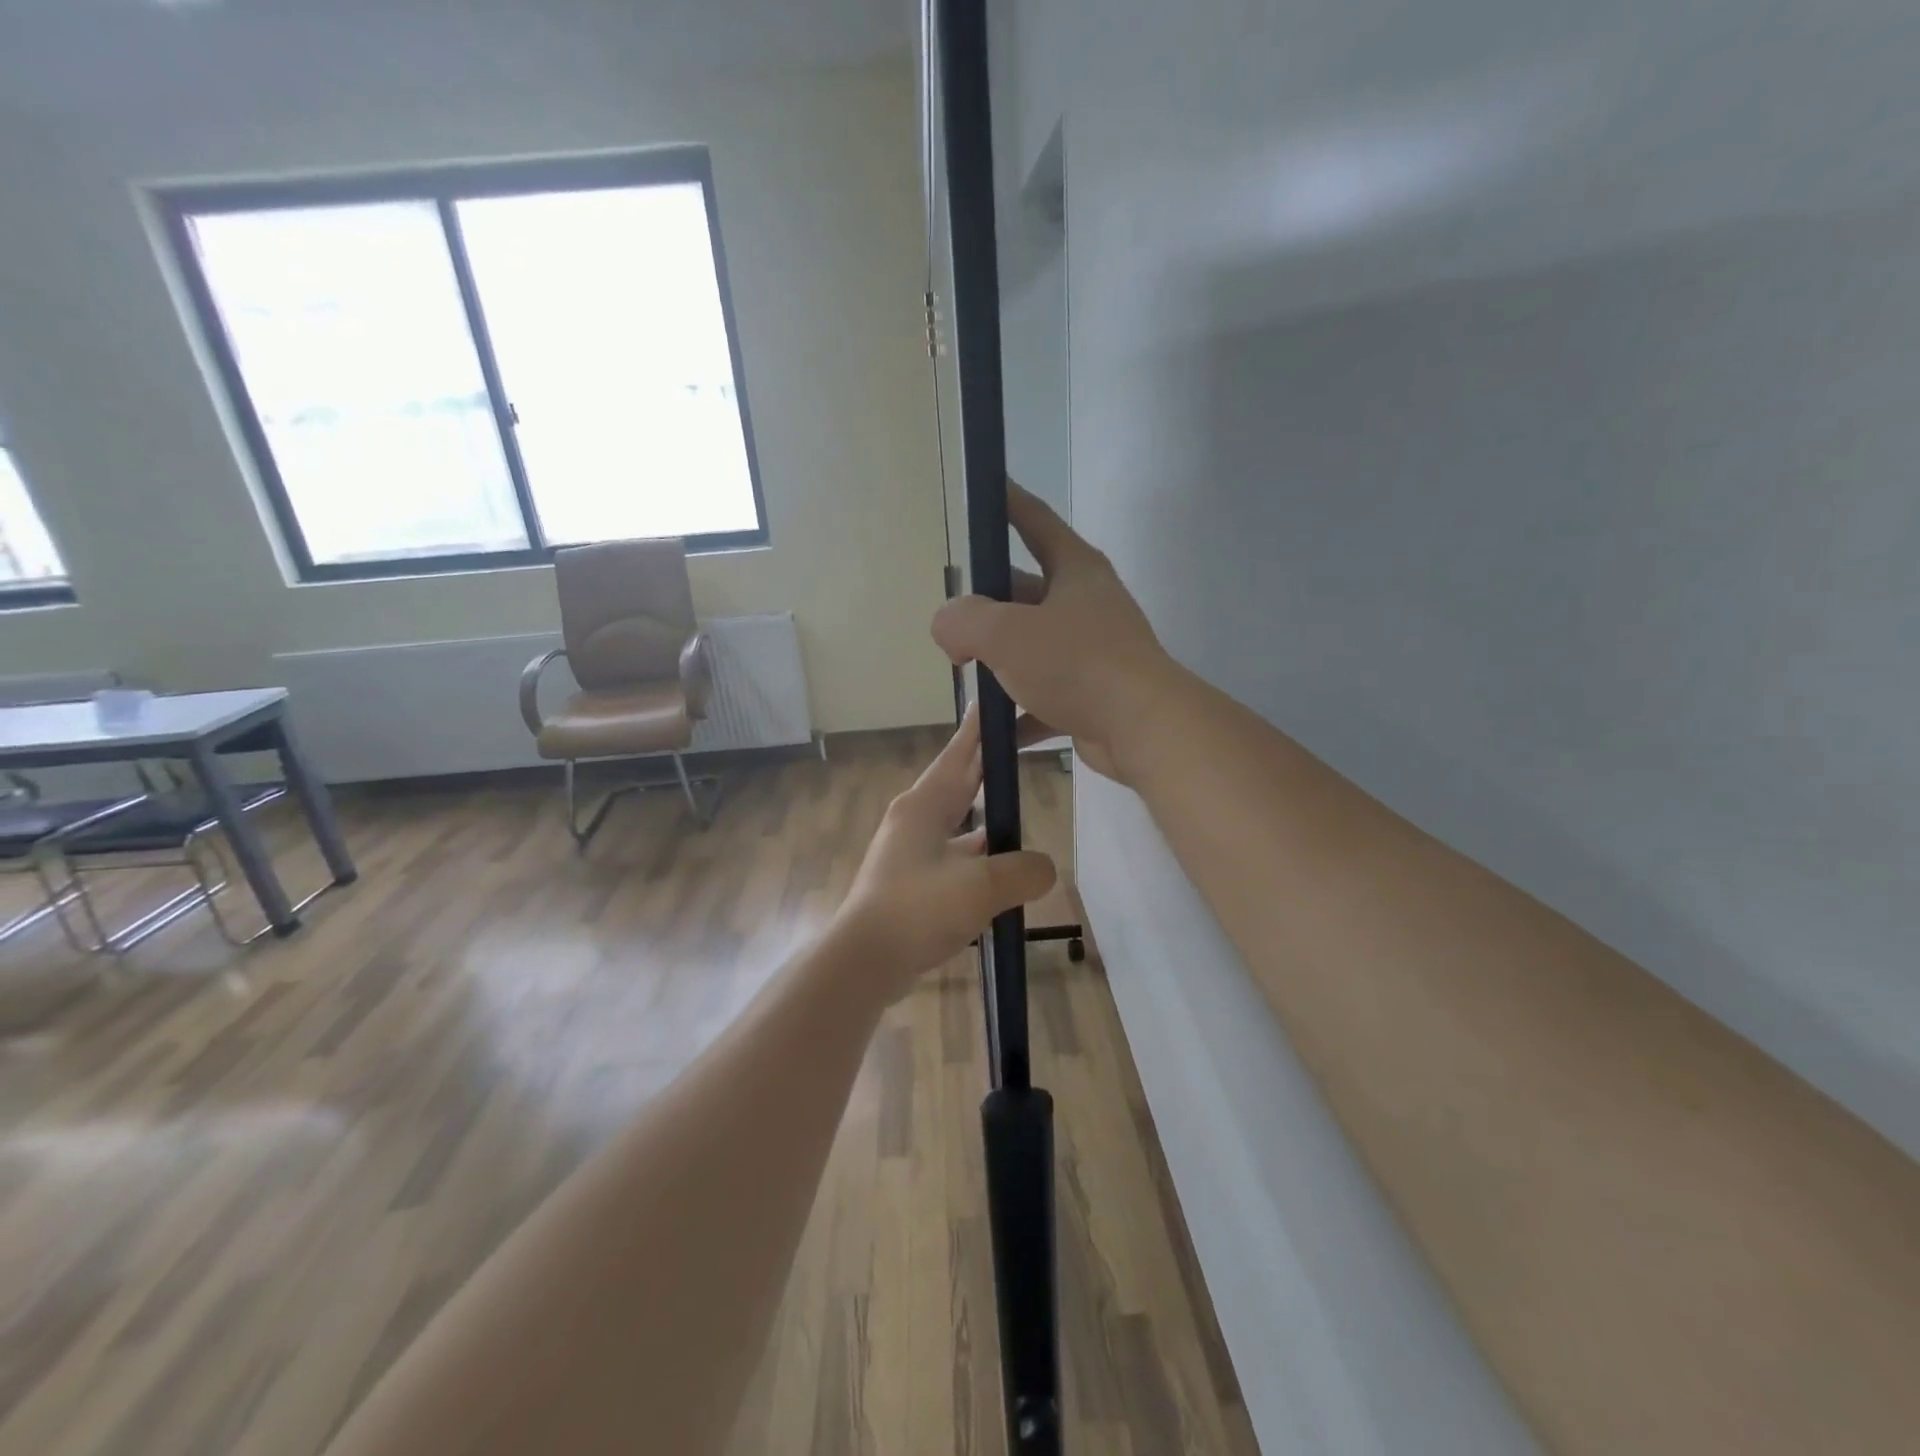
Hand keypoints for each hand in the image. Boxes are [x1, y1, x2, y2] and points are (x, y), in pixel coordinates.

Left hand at [834, 706, 1056, 999]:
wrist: (864, 961)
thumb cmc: (918, 910)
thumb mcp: (982, 887)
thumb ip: (1023, 871)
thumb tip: (1043, 869)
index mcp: (924, 806)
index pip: (959, 755)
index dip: (979, 730)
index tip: (994, 704)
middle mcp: (914, 821)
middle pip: (958, 785)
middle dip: (986, 769)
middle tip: (1016, 749)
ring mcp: (908, 853)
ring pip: (957, 825)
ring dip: (985, 821)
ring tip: (1017, 813)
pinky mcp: (909, 883)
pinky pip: (952, 858)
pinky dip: (976, 858)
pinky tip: (998, 872)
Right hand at [932, 483, 1179, 783]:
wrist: (1142, 729)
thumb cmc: (1076, 664)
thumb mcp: (1006, 633)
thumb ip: (963, 621)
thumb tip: (947, 628)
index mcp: (1075, 570)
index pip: (1035, 520)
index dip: (1007, 502)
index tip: (985, 486)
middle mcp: (1087, 604)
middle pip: (1027, 590)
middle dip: (989, 604)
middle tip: (953, 619)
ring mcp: (1093, 651)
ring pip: (1035, 646)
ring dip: (1001, 661)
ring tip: (964, 672)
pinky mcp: (1093, 694)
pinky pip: (1046, 697)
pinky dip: (1020, 711)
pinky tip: (994, 729)